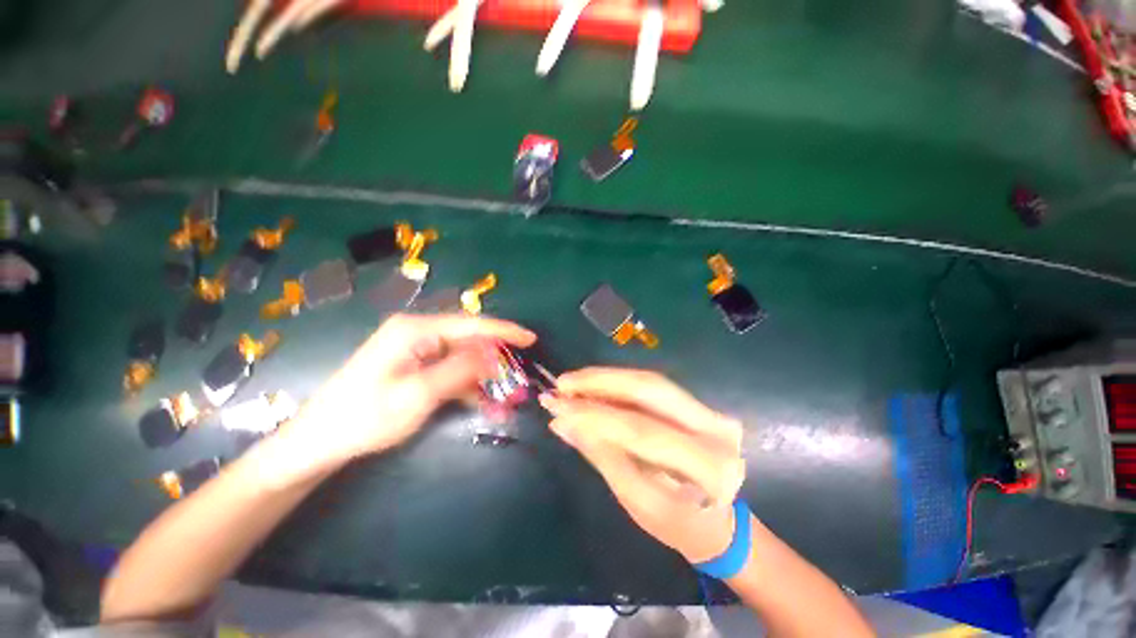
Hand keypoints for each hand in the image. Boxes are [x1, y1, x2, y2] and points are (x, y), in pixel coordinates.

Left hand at [279, 314, 535, 470]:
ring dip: (482, 376)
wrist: (319, 441)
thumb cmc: (365, 417)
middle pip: (468, 339)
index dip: (505, 331)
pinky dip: (466, 385)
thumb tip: (493, 352)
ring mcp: (416, 349)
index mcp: (416, 330)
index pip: (472, 324)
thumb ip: (460, 369)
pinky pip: (450, 370)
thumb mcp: (419, 394)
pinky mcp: (414, 365)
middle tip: (518, 375)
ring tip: (503, 397)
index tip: (531, 338)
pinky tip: (480, 402)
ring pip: (462, 357)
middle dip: (495, 358)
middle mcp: (418, 333)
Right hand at [539, 368, 745, 562]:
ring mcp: (708, 410)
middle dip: (600, 382)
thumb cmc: (677, 524)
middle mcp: (714, 427)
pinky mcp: (696, 403)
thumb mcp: (636, 500)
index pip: (641, 430)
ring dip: (606, 379)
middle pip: (649, 389)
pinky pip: (651, 386)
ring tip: (572, 382)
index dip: (595, 415)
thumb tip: (562, 422)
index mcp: (707, 467)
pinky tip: (593, 385)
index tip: (557, 406)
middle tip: (563, 383)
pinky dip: (618, 384)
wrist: (716, 521)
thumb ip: (602, 454)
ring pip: (649, 381)